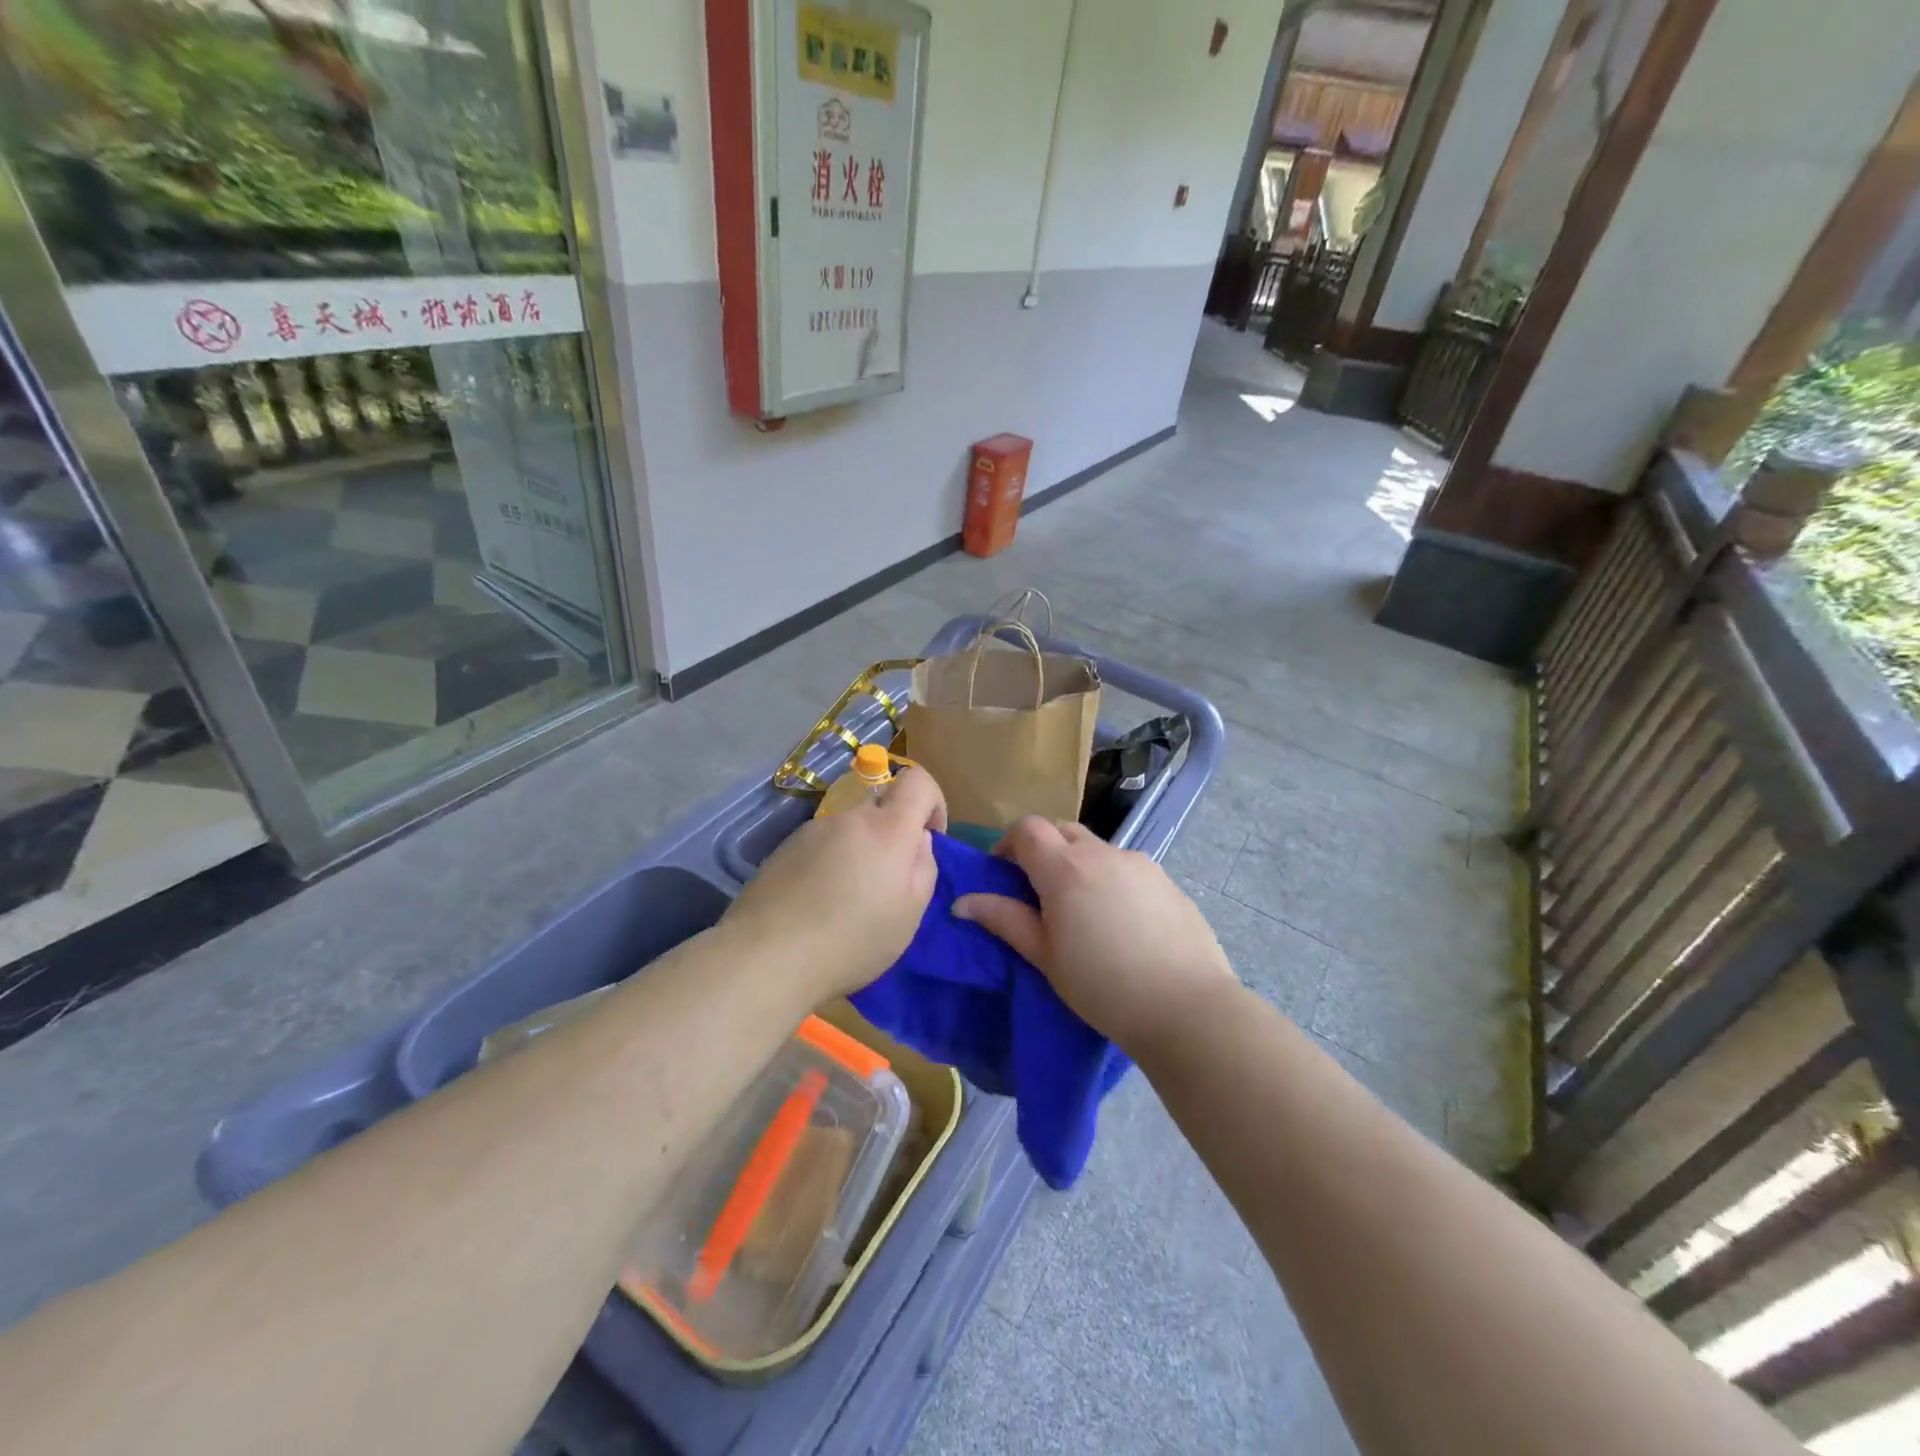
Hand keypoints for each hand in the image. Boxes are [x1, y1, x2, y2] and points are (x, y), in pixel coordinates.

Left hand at [723, 766, 947, 1001]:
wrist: (768, 955)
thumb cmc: (852, 940)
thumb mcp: (909, 914)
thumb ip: (924, 868)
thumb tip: (918, 841)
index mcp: (887, 828)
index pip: (917, 780)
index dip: (932, 800)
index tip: (930, 837)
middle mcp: (849, 817)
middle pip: (880, 808)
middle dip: (892, 836)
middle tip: (886, 883)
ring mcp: (811, 830)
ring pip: (849, 830)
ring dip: (858, 853)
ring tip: (846, 901)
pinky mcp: (784, 848)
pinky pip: (821, 846)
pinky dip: (828, 864)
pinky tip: (817, 904)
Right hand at [953, 818, 1234, 1056]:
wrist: (1186, 1006)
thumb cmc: (1102, 986)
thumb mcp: (1044, 956)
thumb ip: (1004, 920)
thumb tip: (963, 902)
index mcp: (1064, 868)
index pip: (1027, 828)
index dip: (1008, 844)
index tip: (1004, 874)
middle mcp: (1101, 853)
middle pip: (1061, 830)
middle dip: (1043, 849)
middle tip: (1039, 891)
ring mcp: (1139, 863)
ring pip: (1097, 849)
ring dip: (1079, 865)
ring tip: (1084, 913)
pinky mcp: (1166, 880)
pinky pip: (1127, 868)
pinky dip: (1111, 880)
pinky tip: (1122, 924)